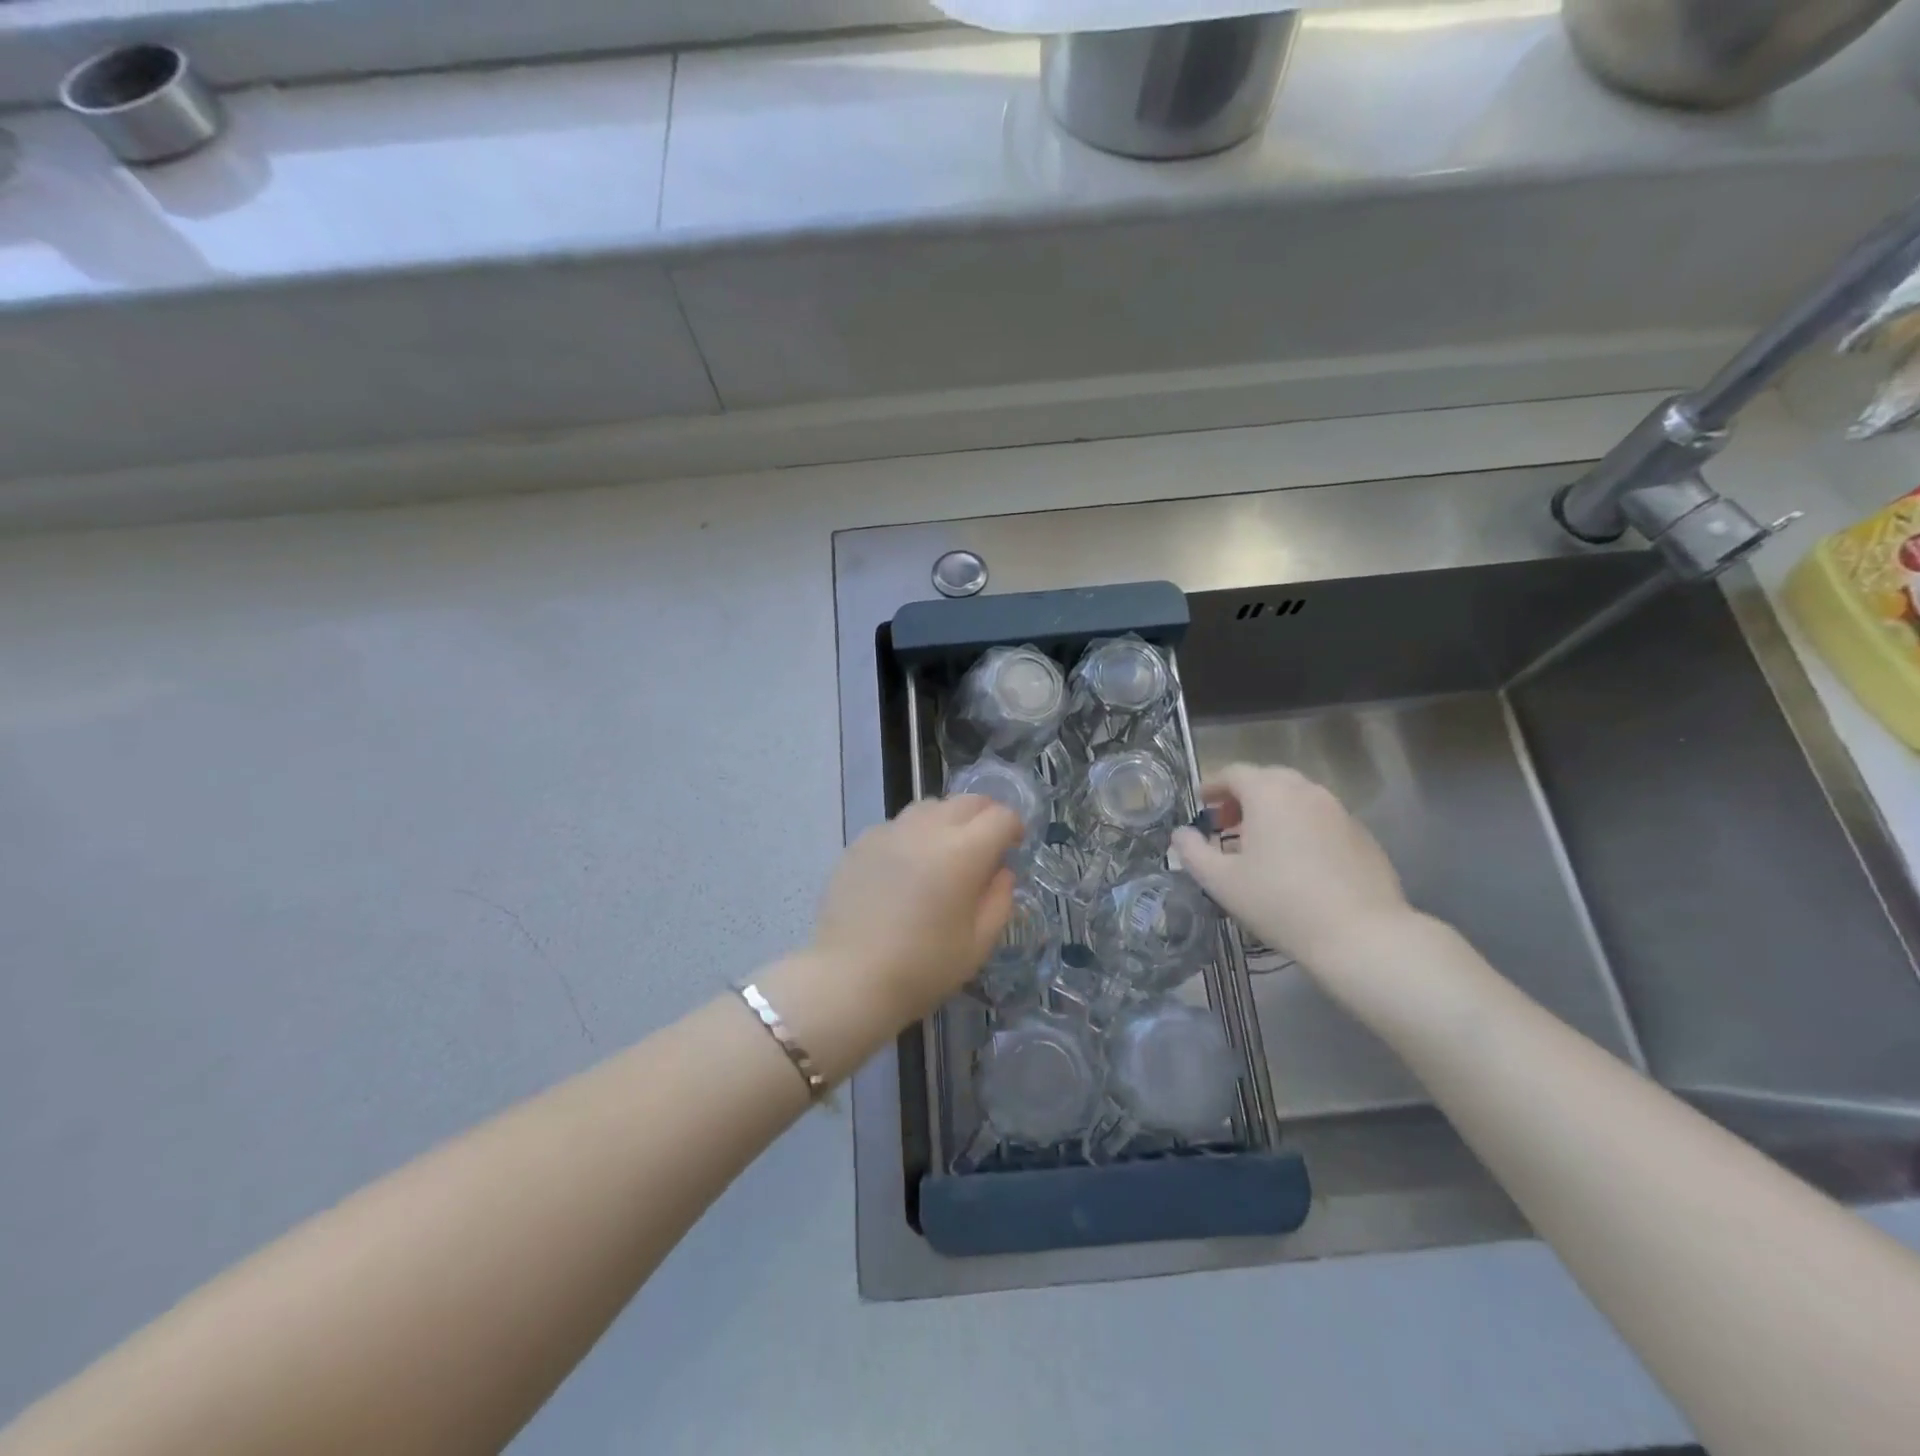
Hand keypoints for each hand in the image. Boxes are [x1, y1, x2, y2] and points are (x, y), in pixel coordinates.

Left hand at [811, 795, 1021, 1025]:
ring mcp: (890, 831)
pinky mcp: (861, 842)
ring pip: (930, 807)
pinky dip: (913, 835)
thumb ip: (999, 900)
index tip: (1013, 848)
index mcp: (963, 852)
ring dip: (947, 820)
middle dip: (984, 816)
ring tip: (944, 853)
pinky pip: (898, 825)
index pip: (1001, 817)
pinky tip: (906, 867)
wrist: (848, 979)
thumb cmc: (922, 968)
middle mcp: (927, 829)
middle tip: (985, 846)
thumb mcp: (978, 944)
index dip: (1014, 828)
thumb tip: (1001, 872)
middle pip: (967, 801)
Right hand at [1172, 763, 1412, 970]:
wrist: (1361, 934)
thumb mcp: (1221, 881)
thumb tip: (1181, 834)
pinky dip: (1301, 828)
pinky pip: (1321, 819)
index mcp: (1269, 793)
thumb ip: (1192, 852)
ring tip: (1260, 843)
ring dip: (1273, 811)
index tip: (1200, 804)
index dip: (1212, 785)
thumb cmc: (1280, 902)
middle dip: (1243, 796)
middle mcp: (1306, 791)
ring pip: (1297, 798)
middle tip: (1227, 824)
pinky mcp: (1362, 835)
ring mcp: (1339, 811)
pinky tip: (1297, 862)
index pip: (1234, 773)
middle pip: (1267, 780)